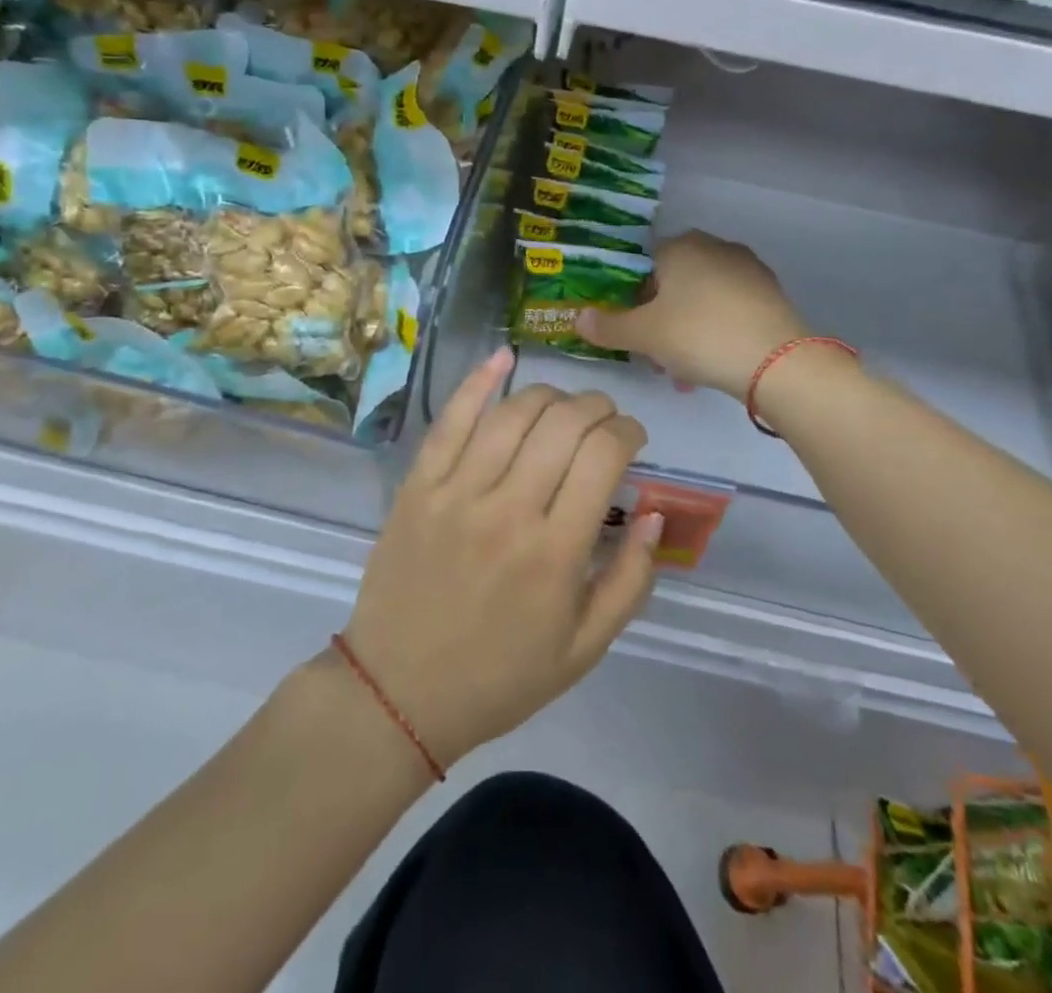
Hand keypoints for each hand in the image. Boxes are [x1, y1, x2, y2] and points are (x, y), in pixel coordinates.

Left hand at [344, 348, 659, 767]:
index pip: (604, 456)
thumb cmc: (499, 676)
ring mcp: (457, 492)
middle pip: (564, 424)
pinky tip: (503, 357)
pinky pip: (450, 419)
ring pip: (514, 413)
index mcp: (556, 553)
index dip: (628, 432)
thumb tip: (653, 512)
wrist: (398, 693)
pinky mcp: (418, 486)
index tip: (632, 439)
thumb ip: (630, 580)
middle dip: (597, 406)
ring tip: (564, 405)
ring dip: (551, 394)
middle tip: (604, 419)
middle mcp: (509, 510)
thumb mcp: (584, 649)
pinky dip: (479, 382)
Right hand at [576, 231, 807, 398]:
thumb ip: (608, 326)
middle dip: (659, 321)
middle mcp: (714, 247)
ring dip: (685, 332)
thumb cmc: (700, 336)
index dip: (629, 300)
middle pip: (672, 284)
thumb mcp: (644, 335)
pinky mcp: (770, 293)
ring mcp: (746, 268)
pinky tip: (713, 365)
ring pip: (700, 300)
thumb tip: (578, 318)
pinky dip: (714, 332)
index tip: (631, 332)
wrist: (778, 361)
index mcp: (680, 246)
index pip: (641, 266)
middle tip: (655, 357)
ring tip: (684, 372)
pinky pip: (728, 309)